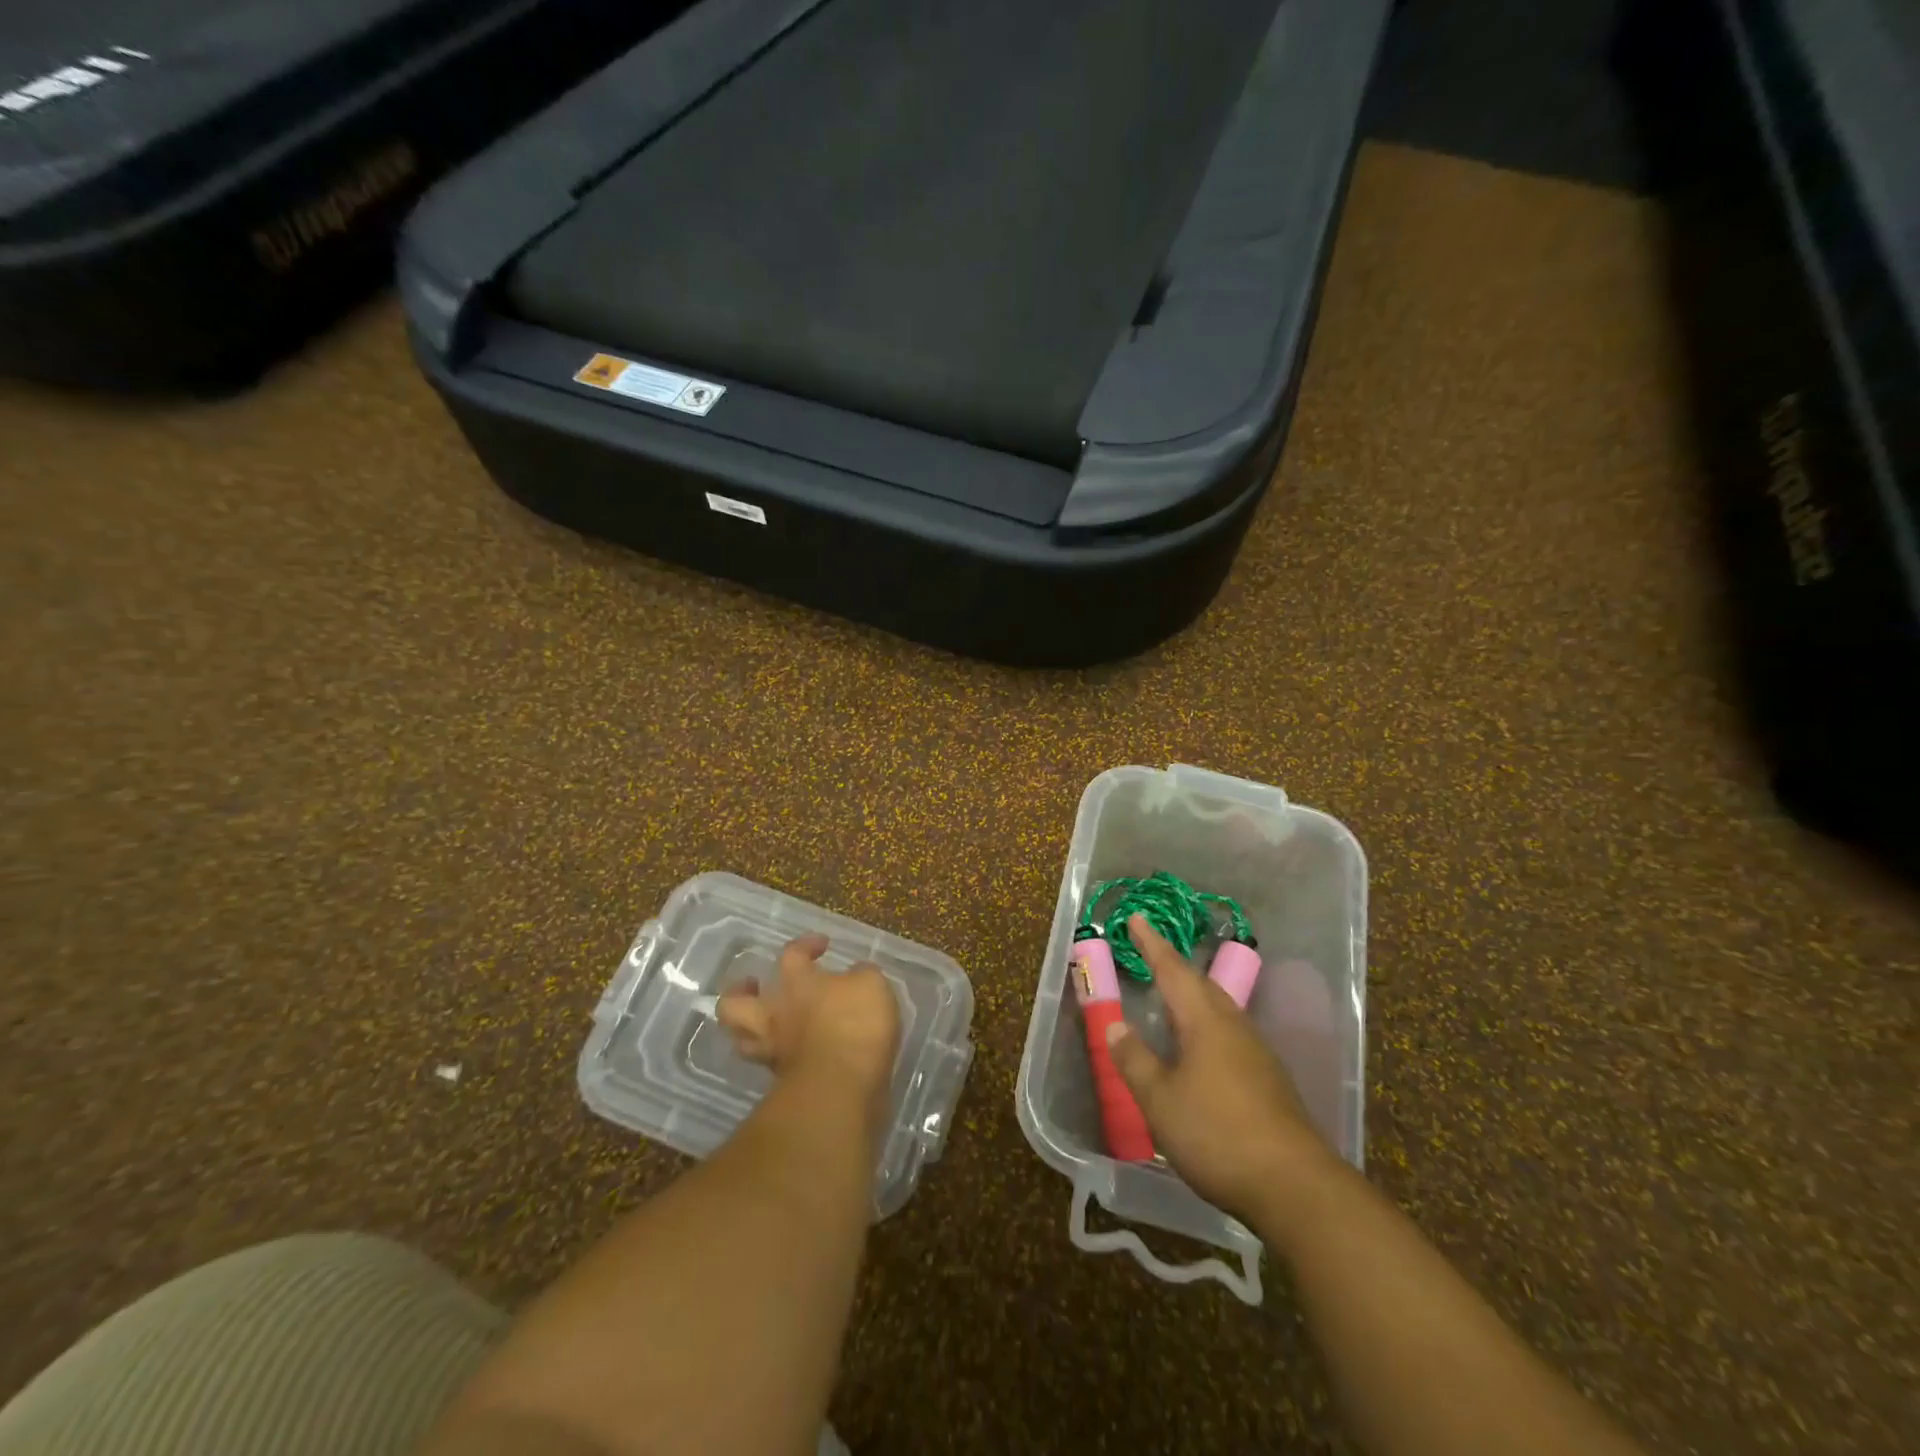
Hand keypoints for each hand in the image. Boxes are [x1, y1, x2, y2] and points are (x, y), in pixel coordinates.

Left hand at [717, 934, 901, 1128]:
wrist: (843, 1088)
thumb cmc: (855, 1024)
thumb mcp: (871, 985)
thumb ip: (861, 977)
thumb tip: (855, 976)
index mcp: (797, 982)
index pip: (792, 954)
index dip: (805, 945)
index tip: (822, 945)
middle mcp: (776, 1015)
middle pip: (736, 1003)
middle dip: (739, 993)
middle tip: (754, 985)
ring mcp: (775, 1051)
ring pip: (744, 1040)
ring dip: (750, 1031)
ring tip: (769, 1025)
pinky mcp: (784, 1084)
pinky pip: (774, 1066)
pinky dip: (781, 1058)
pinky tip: (800, 1053)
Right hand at [1107, 915, 1337, 1221]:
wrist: (1294, 1186)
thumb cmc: (1217, 1134)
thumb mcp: (1160, 1100)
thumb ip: (1135, 1060)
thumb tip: (1116, 1026)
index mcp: (1205, 1021)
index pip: (1173, 970)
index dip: (1152, 944)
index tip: (1137, 918)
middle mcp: (1233, 1026)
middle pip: (1201, 984)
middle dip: (1174, 966)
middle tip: (1151, 953)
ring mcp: (1256, 1053)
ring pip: (1219, 1009)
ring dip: (1192, 995)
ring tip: (1172, 996)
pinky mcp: (1268, 1080)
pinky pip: (1229, 1034)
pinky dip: (1206, 1025)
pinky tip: (1201, 1048)